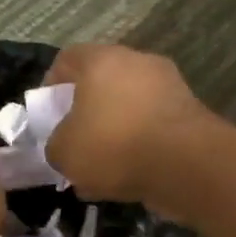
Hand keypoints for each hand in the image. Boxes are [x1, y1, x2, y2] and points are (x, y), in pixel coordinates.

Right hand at [44, 44, 215, 204]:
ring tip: (100, 169)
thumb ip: (55, 144)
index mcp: (102, 60)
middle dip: (85, 113)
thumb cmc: (114, 146)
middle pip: (101, 83)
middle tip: (74, 141)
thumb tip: (63, 144)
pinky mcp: (189, 114)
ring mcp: (168, 86)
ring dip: (113, 133)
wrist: (186, 164)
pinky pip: (151, 128)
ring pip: (128, 108)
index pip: (67, 59)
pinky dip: (138, 147)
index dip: (51, 85)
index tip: (46, 113)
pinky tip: (127, 177)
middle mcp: (137, 63)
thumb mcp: (64, 152)